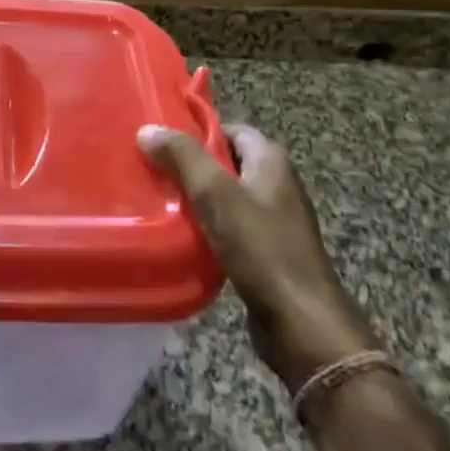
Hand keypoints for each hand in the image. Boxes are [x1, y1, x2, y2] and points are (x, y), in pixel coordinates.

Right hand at [138, 122, 376, 391]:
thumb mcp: (216, 194)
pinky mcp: (268, 252)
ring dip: (197, 199)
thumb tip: (148, 129)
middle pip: (227, 163)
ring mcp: (275, 220)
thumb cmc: (260, 248)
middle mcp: (277, 184)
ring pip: (227, 197)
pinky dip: (207, 227)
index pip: (231, 130)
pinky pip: (231, 227)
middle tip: (152, 170)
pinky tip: (182, 236)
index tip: (161, 142)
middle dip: (191, 166)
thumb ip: (183, 157)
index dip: (197, 132)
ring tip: (158, 201)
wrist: (300, 321)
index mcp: (271, 161)